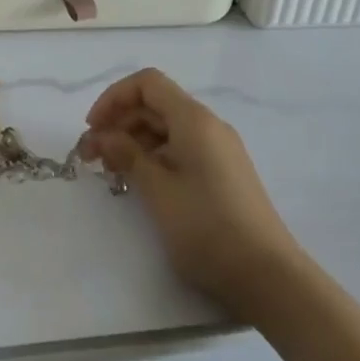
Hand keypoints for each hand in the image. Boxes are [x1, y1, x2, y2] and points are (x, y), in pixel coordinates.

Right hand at [77, 68, 298, 311]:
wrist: (269, 277)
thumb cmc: (207, 227)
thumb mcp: (157, 190)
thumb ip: (126, 154)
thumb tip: (102, 135)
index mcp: (194, 120)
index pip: (147, 83)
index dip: (114, 98)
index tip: (92, 129)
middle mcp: (208, 126)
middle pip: (155, 105)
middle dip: (119, 122)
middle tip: (90, 156)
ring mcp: (218, 150)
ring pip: (166, 129)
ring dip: (133, 141)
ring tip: (109, 172)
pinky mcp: (221, 173)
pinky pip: (179, 149)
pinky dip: (153, 157)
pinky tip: (137, 182)